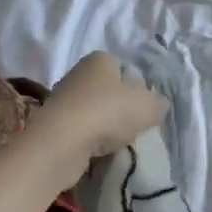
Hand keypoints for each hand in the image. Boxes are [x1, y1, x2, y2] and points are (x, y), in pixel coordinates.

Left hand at [38, 53, 167, 160]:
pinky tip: (98, 153)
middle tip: (134, 127)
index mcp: (100, 59)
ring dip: (105, 127)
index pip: (125, 68)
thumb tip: (156, 106)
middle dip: (121, 108)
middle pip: (109, 91)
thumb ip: (158, 104)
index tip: (144, 107)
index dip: (138, 87)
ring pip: (94, 112)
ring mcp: (63, 99)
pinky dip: (90, 141)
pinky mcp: (53, 125)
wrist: (61, 143)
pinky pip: (80, 131)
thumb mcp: (148, 106)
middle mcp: (79, 73)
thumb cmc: (108, 113)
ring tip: (117, 144)